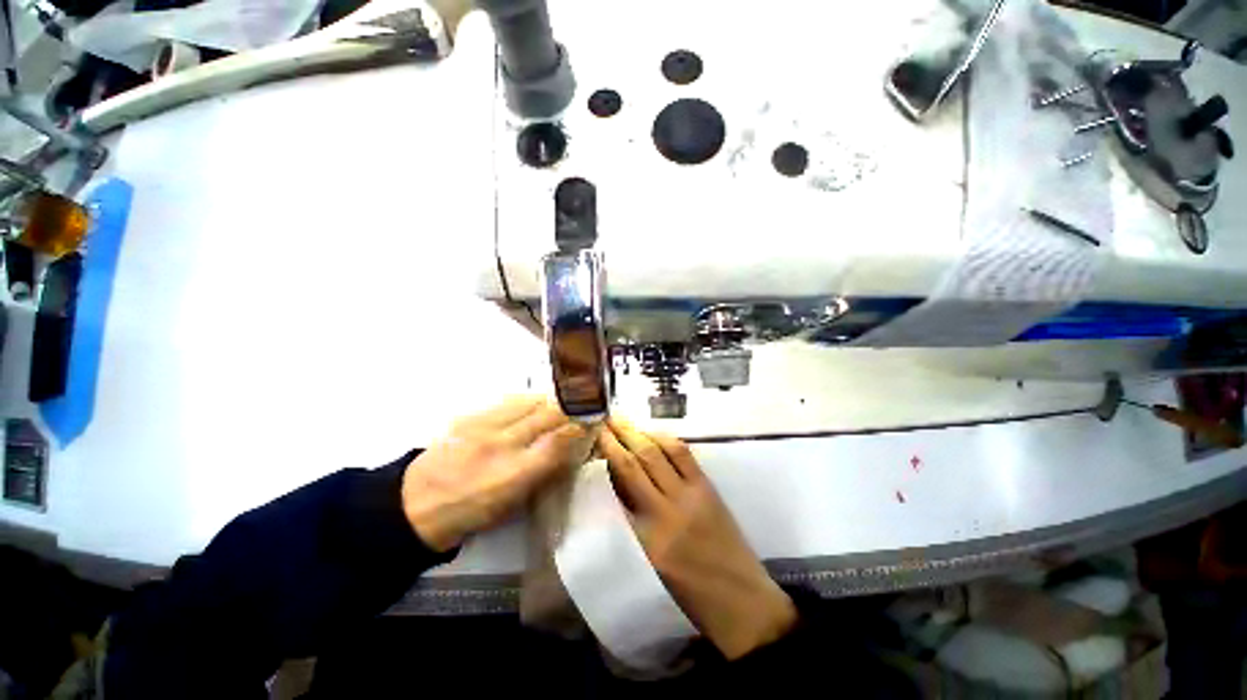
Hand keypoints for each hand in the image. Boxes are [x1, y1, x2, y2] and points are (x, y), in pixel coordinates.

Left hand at [402, 396, 589, 551]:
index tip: (597, 418)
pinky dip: (528, 399)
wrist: (413, 505)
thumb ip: (543, 473)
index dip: (582, 426)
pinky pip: (508, 400)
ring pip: (530, 402)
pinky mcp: (470, 417)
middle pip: (548, 416)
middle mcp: (502, 447)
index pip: (559, 442)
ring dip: (552, 399)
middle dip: (573, 406)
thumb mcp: (512, 504)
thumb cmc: (470, 513)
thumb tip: (569, 450)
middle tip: (587, 402)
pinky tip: (534, 402)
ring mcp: (484, 428)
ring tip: (564, 400)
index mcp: (514, 477)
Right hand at [598, 420, 796, 659]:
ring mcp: (690, 496)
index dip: (608, 457)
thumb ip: (632, 525)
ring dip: (639, 433)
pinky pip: (684, 455)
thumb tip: (617, 488)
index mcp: (648, 537)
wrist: (741, 602)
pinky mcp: (708, 489)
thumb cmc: (690, 594)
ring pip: (659, 454)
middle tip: (605, 418)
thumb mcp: (651, 564)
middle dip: (619, 437)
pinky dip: (666, 439)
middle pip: (637, 463)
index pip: (621, 486)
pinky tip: (653, 432)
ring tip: (623, 419)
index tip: (597, 437)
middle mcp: (666, 511)